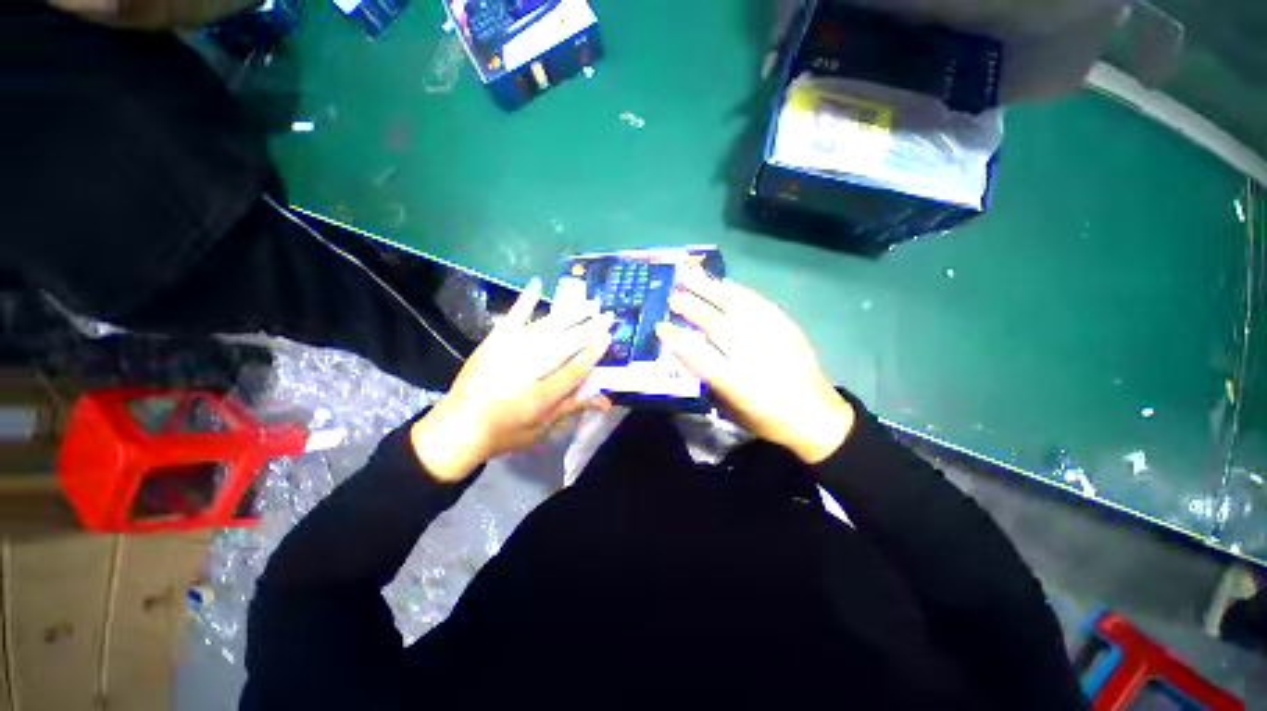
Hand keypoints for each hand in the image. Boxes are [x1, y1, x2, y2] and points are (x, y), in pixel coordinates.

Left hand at [412, 278, 613, 480]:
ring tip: (588, 303)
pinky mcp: (493, 342)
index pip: (575, 369)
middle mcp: (528, 369)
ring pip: (546, 329)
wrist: (457, 428)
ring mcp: (509, 352)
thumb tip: (605, 400)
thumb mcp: (542, 428)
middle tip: (607, 314)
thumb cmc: (505, 433)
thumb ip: (572, 407)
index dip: (593, 352)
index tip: (608, 336)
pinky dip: (525, 301)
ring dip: (570, 315)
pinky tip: (537, 284)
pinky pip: (512, 318)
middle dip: (589, 328)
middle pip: (565, 344)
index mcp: (541, 395)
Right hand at [655, 269, 853, 463]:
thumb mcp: (732, 409)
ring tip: (691, 277)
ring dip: (711, 292)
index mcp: (739, 385)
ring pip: (737, 308)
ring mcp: (774, 338)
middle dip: (692, 309)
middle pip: (717, 327)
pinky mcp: (788, 328)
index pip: (701, 358)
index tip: (660, 327)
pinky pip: (760, 304)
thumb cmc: (767, 418)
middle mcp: (755, 358)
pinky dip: (740, 292)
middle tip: (673, 296)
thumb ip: (709, 380)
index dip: (678, 341)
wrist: (817, 416)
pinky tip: (725, 284)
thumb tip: (686, 352)